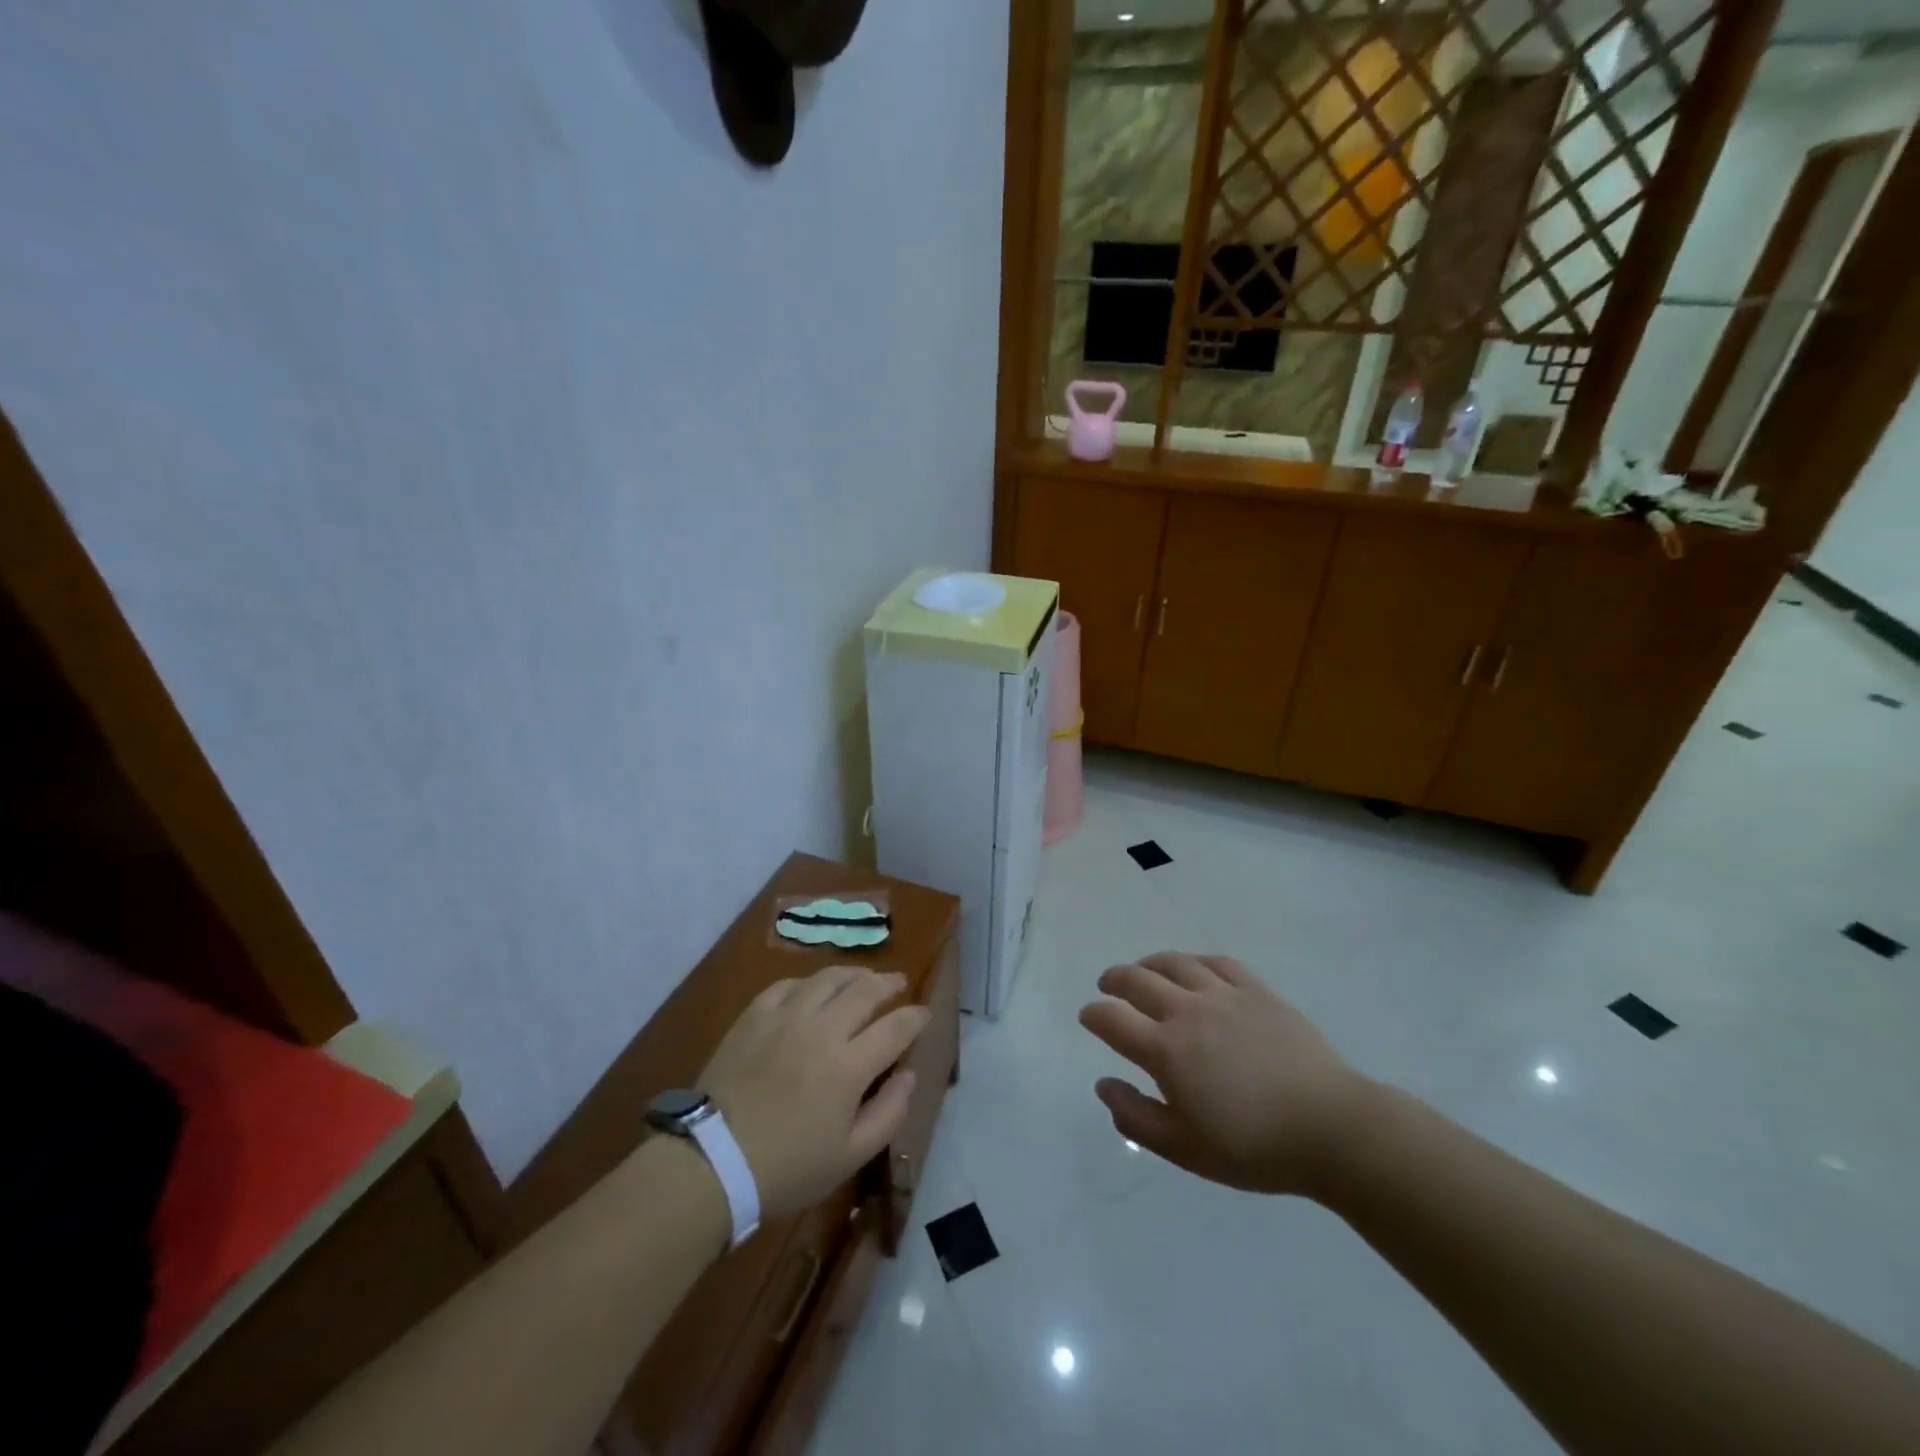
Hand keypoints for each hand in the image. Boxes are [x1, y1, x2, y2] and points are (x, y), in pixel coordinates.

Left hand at [698, 966, 929, 1219]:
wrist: (711, 1161)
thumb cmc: (786, 1168)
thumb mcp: (849, 1157)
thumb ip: (888, 1113)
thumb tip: (909, 1075)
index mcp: (850, 1066)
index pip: (895, 1027)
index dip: (915, 1017)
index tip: (924, 1014)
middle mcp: (822, 1029)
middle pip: (865, 990)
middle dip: (888, 983)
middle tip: (897, 982)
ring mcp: (785, 1017)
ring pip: (828, 978)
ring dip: (852, 974)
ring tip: (861, 977)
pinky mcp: (754, 1016)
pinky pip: (788, 985)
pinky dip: (808, 983)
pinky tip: (812, 989)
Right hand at [1079, 952, 1364, 1196]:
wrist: (1331, 1128)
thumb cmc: (1255, 1147)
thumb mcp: (1186, 1150)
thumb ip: (1136, 1117)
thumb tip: (1103, 1084)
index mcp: (1166, 1050)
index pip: (1112, 1018)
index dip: (1093, 1014)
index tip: (1089, 1017)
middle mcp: (1187, 1011)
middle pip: (1137, 979)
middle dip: (1114, 980)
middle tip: (1107, 986)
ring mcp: (1223, 995)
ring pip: (1174, 963)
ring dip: (1149, 964)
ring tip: (1143, 971)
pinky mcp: (1256, 990)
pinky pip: (1216, 962)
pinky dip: (1195, 962)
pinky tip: (1194, 971)